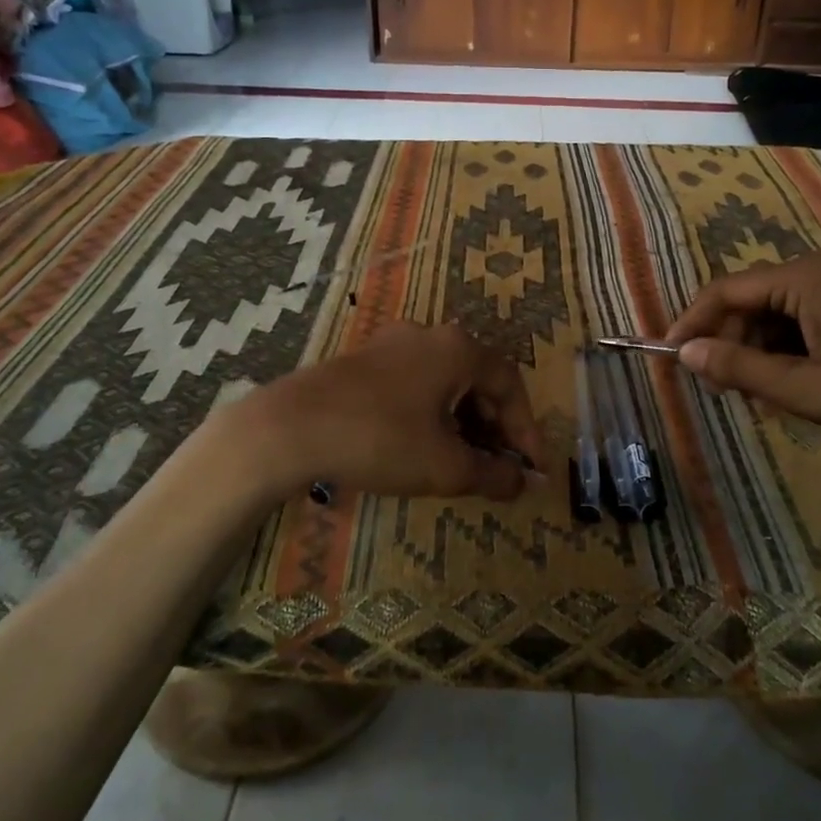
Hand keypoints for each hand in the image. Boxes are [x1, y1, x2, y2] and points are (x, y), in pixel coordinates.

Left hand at [243, 322, 544, 501]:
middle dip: (495, 426)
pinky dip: (434, 414)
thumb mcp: (445, 466)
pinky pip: (417, 384)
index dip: (527, 428)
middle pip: (479, 380)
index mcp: (458, 349)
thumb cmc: (380, 440)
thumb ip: (492, 475)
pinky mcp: (365, 360)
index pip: (510, 383)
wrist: (289, 428)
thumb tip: (522, 484)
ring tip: (466, 462)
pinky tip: (426, 445)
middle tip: (500, 467)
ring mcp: (393, 344)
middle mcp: (430, 335)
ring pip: (447, 382)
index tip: (532, 468)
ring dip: (465, 421)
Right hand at [665, 253, 820, 454]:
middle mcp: (815, 274)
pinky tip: (791, 391)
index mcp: (800, 279)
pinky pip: (801, 328)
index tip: (667, 357)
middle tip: (719, 390)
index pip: (723, 291)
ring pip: (774, 319)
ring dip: (756, 356)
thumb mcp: (802, 388)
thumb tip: (683, 352)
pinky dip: (785, 357)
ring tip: (758, 399)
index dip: (690, 323)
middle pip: (748, 304)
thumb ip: (738, 367)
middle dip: (727, 344)